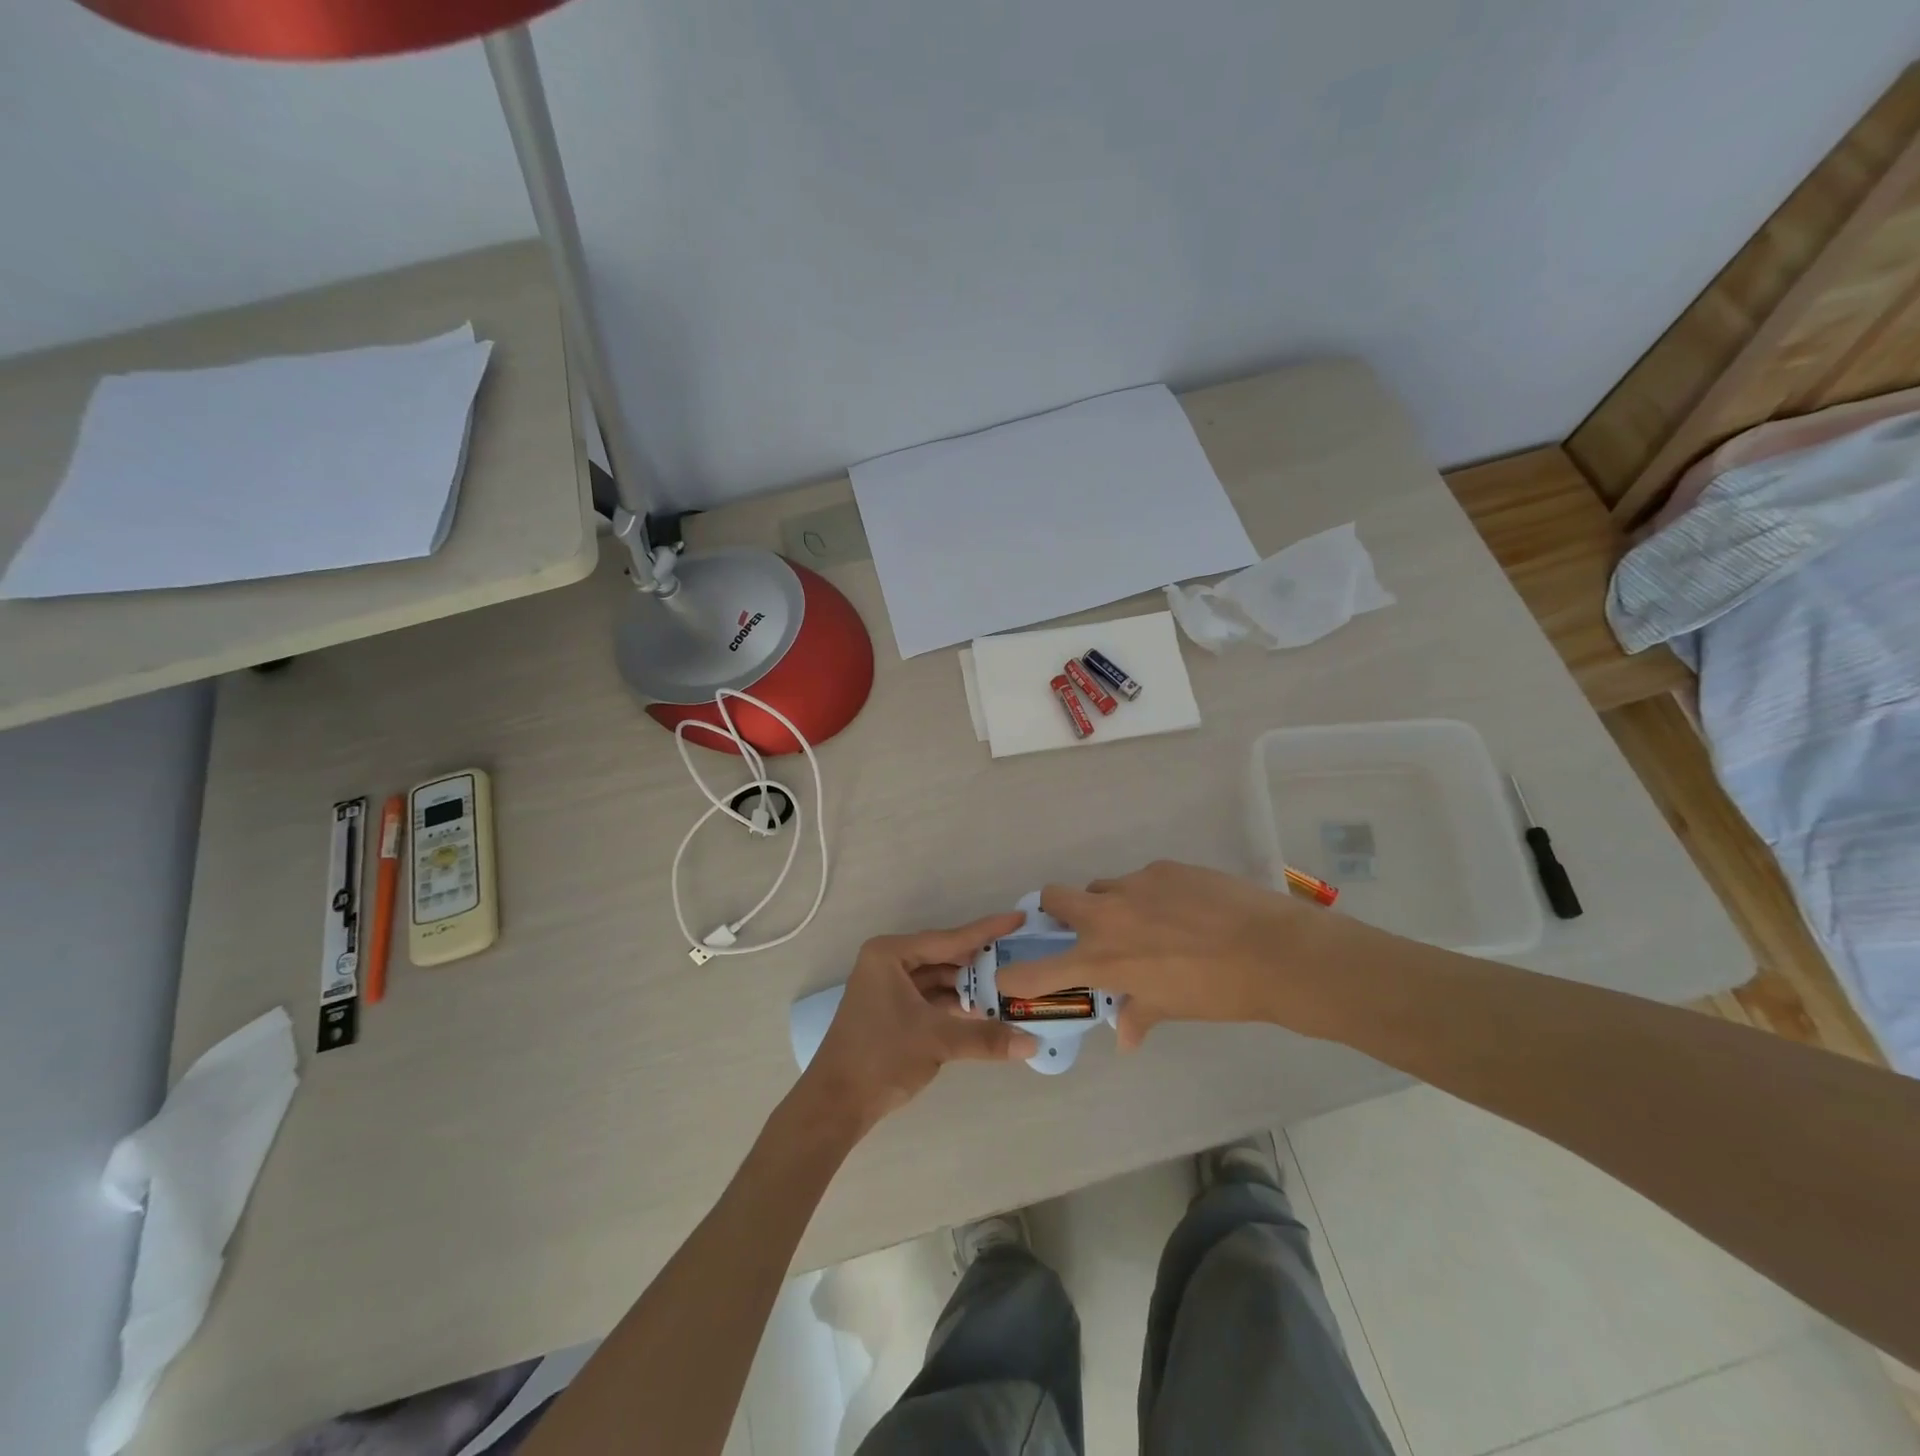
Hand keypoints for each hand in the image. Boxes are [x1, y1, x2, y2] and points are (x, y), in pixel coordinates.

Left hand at [800, 913, 1039, 1131]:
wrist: (836, 1103)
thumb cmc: (881, 1057)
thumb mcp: (937, 1040)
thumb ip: (986, 1037)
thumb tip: (1033, 1044)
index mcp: (891, 954)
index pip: (949, 939)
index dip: (986, 931)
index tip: (1018, 919)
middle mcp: (889, 963)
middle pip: (945, 957)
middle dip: (981, 964)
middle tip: (1021, 959)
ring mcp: (889, 987)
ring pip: (940, 980)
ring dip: (970, 988)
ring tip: (1011, 988)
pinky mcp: (893, 1011)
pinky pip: (932, 998)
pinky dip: (956, 1005)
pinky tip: (986, 1012)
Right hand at [996, 861, 1350, 1048]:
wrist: (1271, 951)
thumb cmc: (1216, 992)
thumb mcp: (1172, 1009)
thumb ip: (1139, 1015)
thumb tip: (1125, 1037)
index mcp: (1101, 958)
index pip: (1036, 970)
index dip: (1015, 976)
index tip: (1007, 976)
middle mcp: (1106, 915)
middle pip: (1054, 897)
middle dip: (1057, 911)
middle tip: (1082, 929)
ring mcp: (1134, 884)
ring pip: (1102, 887)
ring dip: (1109, 904)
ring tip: (1146, 922)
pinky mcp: (1163, 867)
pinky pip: (1143, 879)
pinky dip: (1151, 895)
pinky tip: (1184, 909)